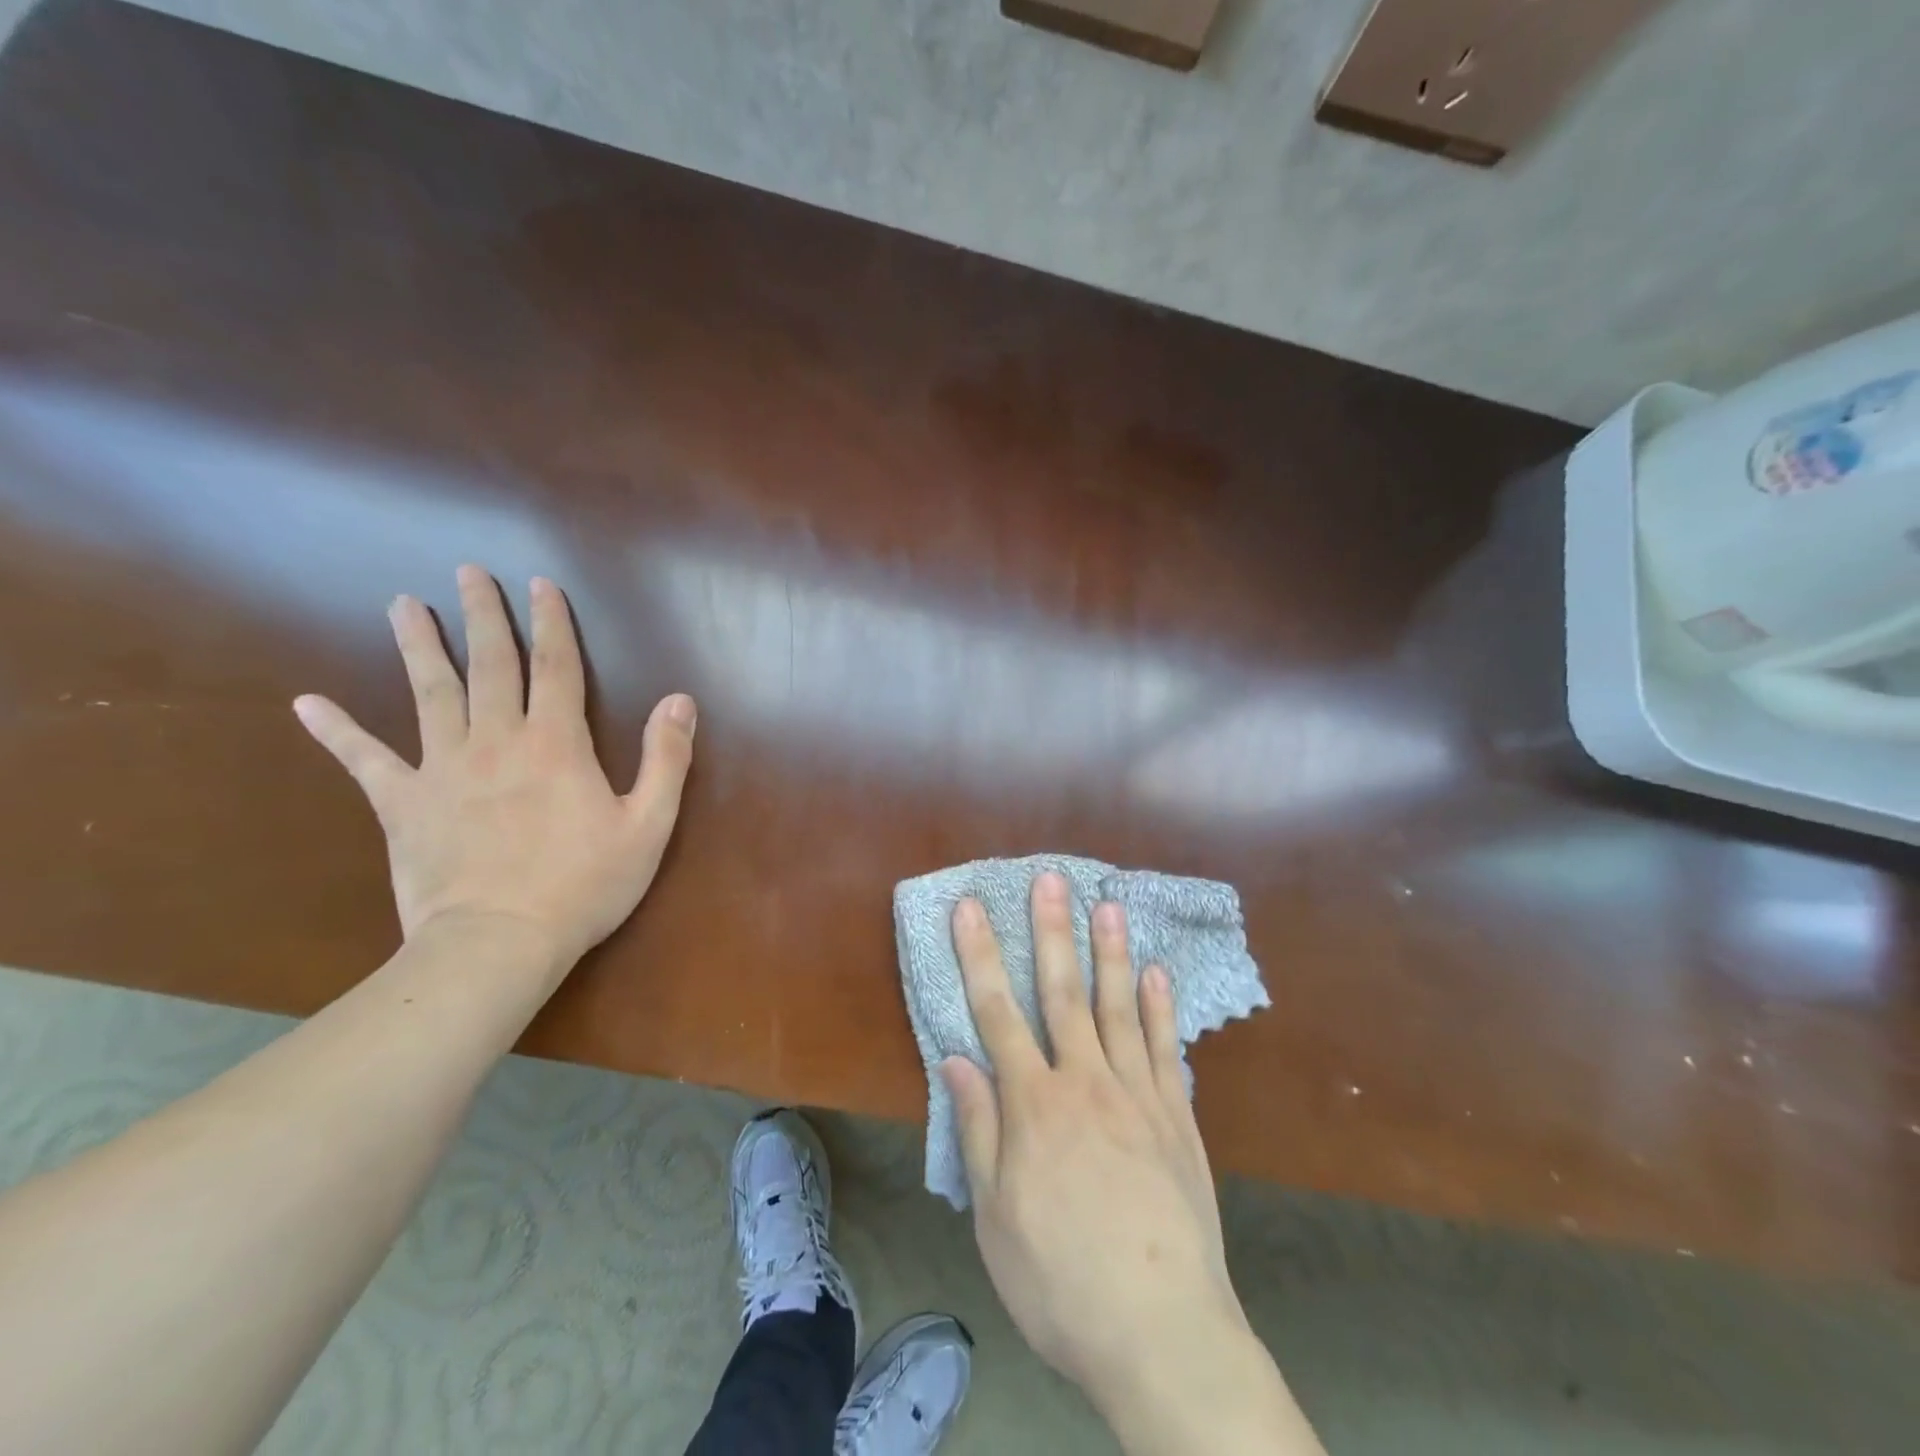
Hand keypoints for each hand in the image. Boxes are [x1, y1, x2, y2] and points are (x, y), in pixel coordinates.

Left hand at [292, 565, 695, 971]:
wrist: (500, 943)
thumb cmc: (584, 885)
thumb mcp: (649, 824)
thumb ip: (665, 758)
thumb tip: (680, 700)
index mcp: (557, 744)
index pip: (557, 667)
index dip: (552, 622)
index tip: (540, 584)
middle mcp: (497, 741)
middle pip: (490, 665)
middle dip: (483, 615)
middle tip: (468, 572)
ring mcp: (442, 769)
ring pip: (429, 694)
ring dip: (418, 646)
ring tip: (403, 605)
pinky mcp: (402, 804)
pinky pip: (365, 761)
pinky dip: (337, 732)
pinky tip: (307, 704)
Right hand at [945, 872, 1320, 1453]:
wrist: (1162, 1333)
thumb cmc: (1061, 1281)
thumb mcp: (995, 1218)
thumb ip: (979, 1130)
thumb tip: (957, 1059)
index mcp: (1034, 1105)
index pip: (997, 1013)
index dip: (979, 956)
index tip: (970, 908)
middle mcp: (1085, 1082)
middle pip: (1061, 992)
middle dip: (1051, 931)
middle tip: (1050, 880)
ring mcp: (1138, 1094)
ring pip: (1119, 1006)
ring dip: (1109, 952)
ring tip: (1106, 904)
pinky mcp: (1178, 1117)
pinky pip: (1167, 1048)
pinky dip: (1161, 1007)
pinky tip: (1156, 972)